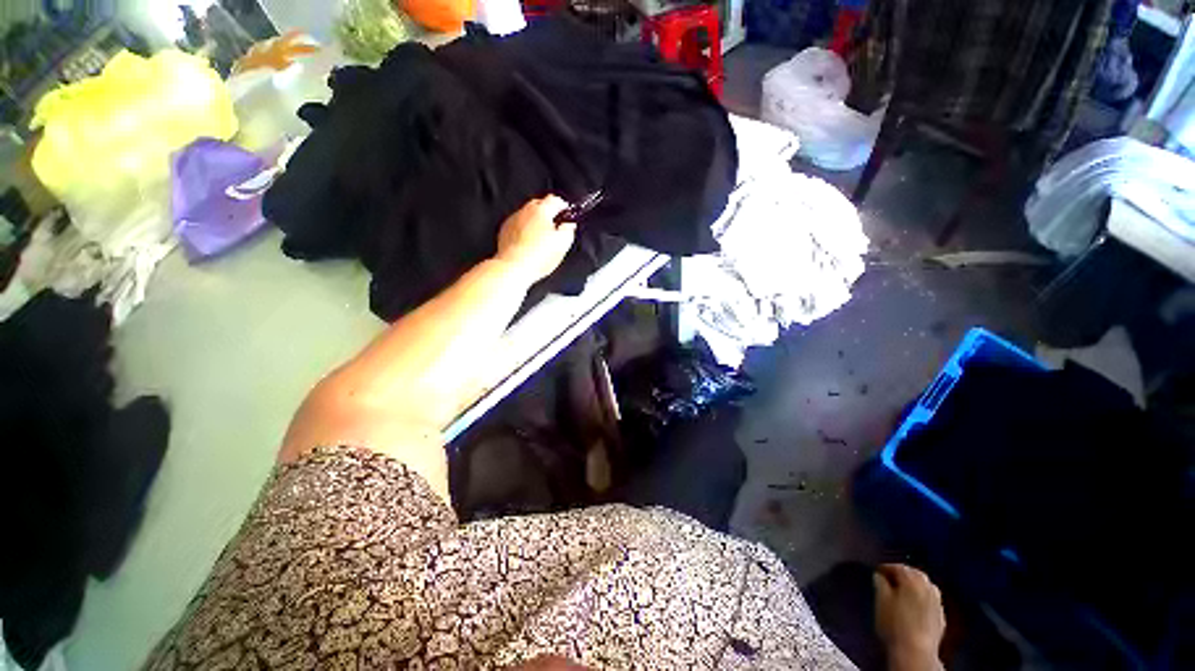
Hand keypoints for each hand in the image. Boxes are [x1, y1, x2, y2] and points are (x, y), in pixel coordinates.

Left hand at [495, 196, 577, 283]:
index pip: (554, 200)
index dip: (563, 206)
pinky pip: (518, 225)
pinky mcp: (505, 231)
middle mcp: (525, 211)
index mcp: (541, 211)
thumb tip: (569, 225)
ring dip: (535, 221)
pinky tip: (529, 242)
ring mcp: (513, 220)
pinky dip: (524, 229)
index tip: (566, 213)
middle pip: (539, 204)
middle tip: (555, 225)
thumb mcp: (562, 244)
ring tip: (541, 237)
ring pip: (527, 214)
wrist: (513, 268)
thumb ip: (568, 230)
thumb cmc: (537, 257)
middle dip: (548, 212)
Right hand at [874, 564, 945, 670]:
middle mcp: (928, 587)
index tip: (875, 572)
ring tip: (900, 594)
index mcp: (913, 579)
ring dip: (913, 587)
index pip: (896, 566)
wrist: (915, 652)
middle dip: (901, 576)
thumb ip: (879, 583)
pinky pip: (929, 602)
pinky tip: (912, 609)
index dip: (884, 568)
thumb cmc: (894, 623)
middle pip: (914, 575)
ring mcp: (937, 602)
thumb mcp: (880, 600)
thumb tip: (879, 575)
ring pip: (924, 588)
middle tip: (888, 581)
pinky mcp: (941, 617)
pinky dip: (920, 600)